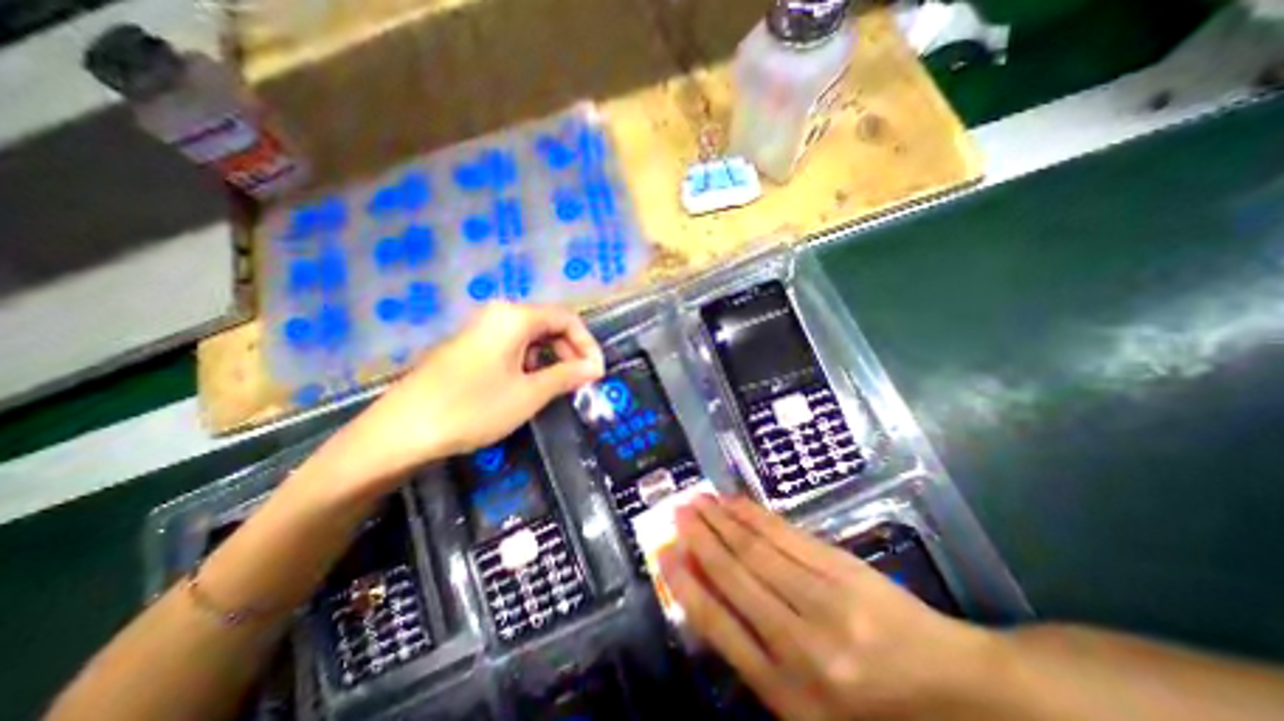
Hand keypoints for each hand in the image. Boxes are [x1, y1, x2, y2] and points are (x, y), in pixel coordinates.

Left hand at [314, 302, 607, 498]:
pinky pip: (511, 348)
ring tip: (557, 388)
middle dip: (570, 351)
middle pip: (548, 325)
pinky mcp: (469, 348)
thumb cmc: (473, 408)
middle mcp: (498, 315)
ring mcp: (480, 331)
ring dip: (551, 359)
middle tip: (581, 382)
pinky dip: (529, 364)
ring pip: (530, 338)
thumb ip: (567, 375)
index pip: (566, 318)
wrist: (401, 432)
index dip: (587, 344)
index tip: (597, 372)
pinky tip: (528, 387)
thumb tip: (595, 368)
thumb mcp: (529, 393)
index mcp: (514, 317)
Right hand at [657, 494, 994, 719]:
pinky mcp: (843, 569)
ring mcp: (824, 599)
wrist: (960, 695)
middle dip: (700, 539)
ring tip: (698, 500)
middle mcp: (799, 642)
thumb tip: (712, 602)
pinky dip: (756, 517)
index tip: (664, 554)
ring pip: (757, 549)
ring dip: (722, 521)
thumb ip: (759, 660)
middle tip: (676, 511)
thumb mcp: (811, 713)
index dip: (686, 585)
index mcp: (787, 692)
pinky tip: (737, 503)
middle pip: (735, 576)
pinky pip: (787, 536)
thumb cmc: (877, 714)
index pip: (719, 625)